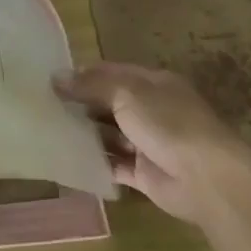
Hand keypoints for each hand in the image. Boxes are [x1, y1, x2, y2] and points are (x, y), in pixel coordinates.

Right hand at [54, 61, 250, 224]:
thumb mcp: (126, 93)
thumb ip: (91, 85)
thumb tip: (56, 76)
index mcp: (153, 83)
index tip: (51, 80)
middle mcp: (152, 110)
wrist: (206, 178)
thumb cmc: (167, 123)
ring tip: (49, 132)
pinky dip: (95, 163)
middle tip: (44, 107)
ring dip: (86, 133)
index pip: (112, 72)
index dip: (83, 74)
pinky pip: (115, 165)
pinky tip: (69, 160)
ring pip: (111, 134)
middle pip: (110, 103)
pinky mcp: (145, 173)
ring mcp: (149, 143)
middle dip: (81, 104)